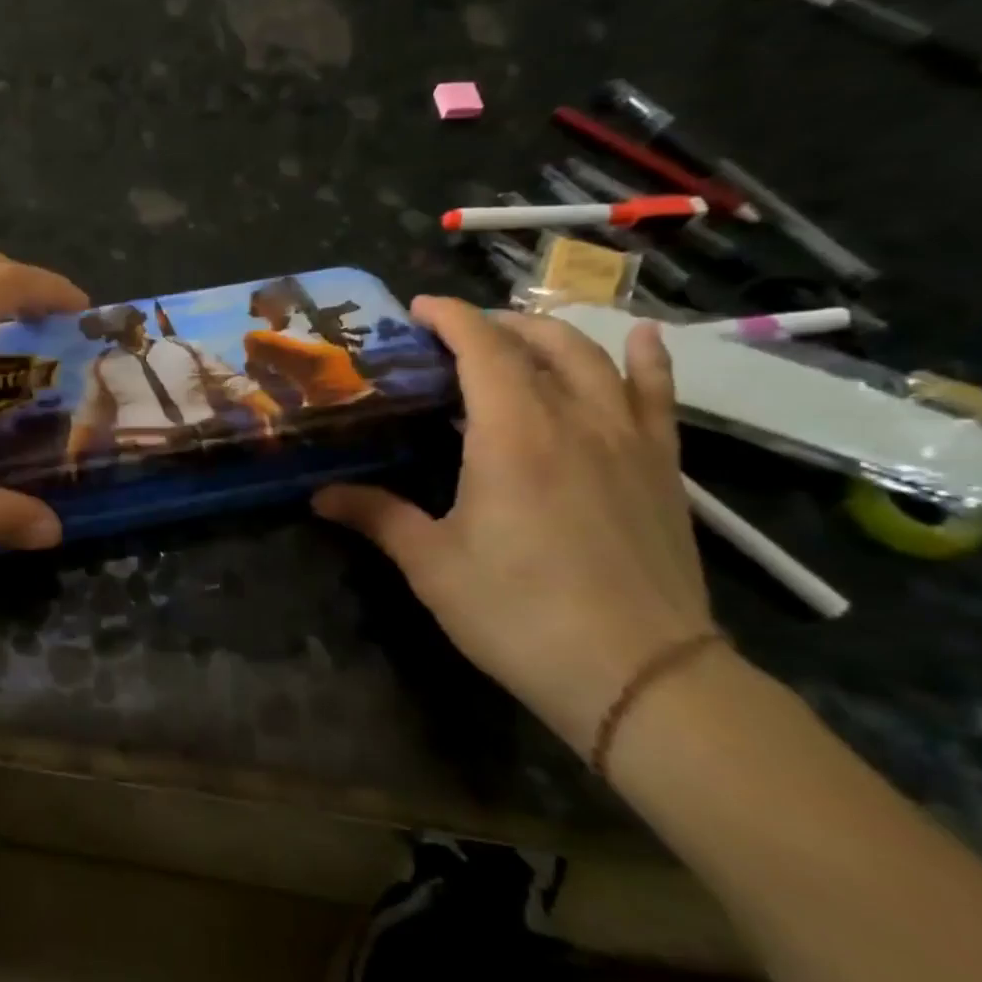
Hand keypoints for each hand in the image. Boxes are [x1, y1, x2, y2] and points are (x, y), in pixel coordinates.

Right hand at [311, 297, 715, 752]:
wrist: (640, 674)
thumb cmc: (519, 612)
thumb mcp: (432, 565)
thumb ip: (376, 517)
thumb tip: (319, 496)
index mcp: (512, 434)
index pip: (482, 348)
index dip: (450, 317)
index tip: (418, 308)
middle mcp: (574, 419)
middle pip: (538, 342)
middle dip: (492, 324)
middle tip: (453, 334)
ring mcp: (627, 439)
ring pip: (593, 358)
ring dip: (550, 335)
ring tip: (518, 334)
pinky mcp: (662, 467)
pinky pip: (658, 395)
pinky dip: (645, 360)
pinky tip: (638, 339)